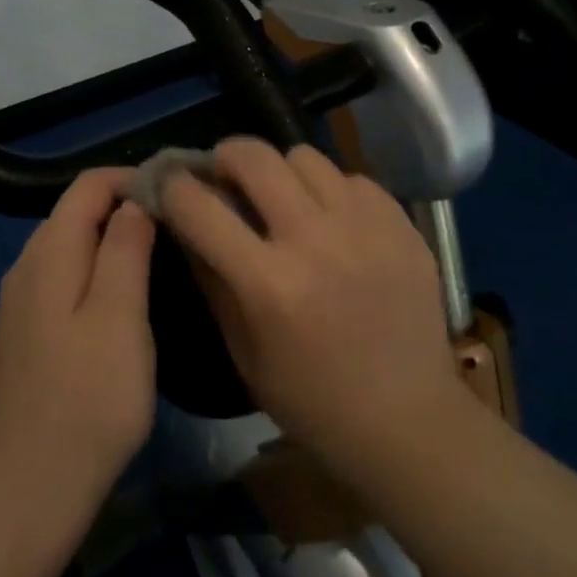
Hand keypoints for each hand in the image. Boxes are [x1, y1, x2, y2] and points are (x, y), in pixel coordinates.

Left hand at [0, 169, 157, 520]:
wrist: (30, 489)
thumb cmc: (89, 399)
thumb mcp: (120, 316)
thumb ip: (125, 249)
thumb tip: (134, 201)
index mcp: (47, 255)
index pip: (87, 186)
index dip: (132, 179)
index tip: (177, 196)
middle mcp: (24, 269)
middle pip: (73, 214)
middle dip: (122, 208)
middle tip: (174, 228)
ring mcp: (17, 306)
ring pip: (66, 249)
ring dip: (108, 242)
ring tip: (155, 260)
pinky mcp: (21, 337)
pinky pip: (59, 282)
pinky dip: (91, 273)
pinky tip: (118, 303)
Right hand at [161, 139, 465, 473]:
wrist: (407, 420)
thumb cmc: (312, 400)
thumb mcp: (244, 351)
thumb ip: (211, 278)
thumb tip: (182, 220)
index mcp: (269, 284)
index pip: (201, 207)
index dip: (174, 187)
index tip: (169, 183)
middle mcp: (316, 241)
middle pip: (255, 157)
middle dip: (226, 157)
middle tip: (225, 177)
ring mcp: (366, 227)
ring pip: (305, 156)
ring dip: (282, 172)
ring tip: (285, 200)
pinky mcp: (402, 225)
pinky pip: (352, 178)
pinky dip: (332, 192)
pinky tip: (334, 224)